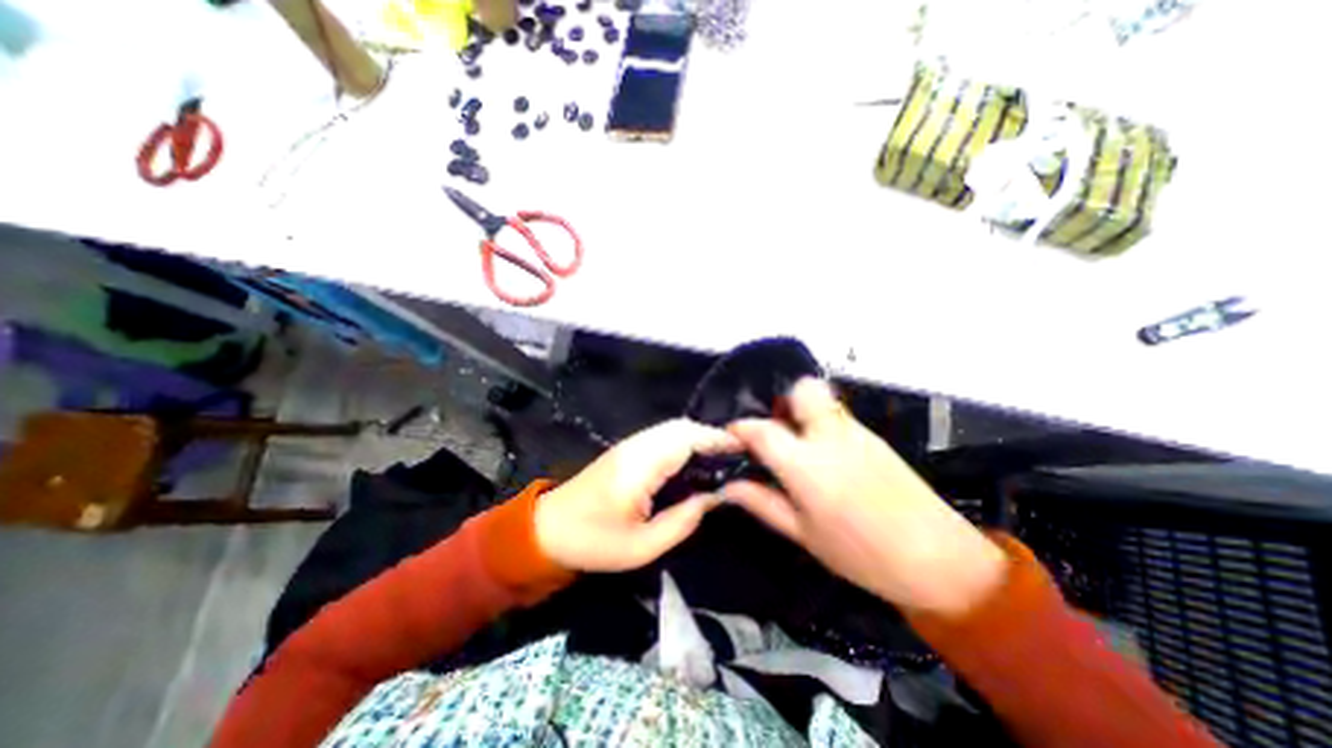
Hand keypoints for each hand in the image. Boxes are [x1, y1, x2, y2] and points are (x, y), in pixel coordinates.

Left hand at [531, 420, 738, 571]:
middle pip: (681, 427)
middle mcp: (637, 446)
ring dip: (700, 437)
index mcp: (640, 466)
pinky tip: (696, 459)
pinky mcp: (627, 449)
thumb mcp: (642, 546)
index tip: (745, 449)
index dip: (717, 439)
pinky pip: (664, 436)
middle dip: (712, 435)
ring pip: (673, 428)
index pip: (686, 439)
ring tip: (723, 457)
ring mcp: (630, 444)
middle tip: (738, 456)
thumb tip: (715, 497)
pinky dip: (685, 441)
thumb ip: (683, 521)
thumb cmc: (593, 541)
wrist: (547, 528)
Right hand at [726, 377, 997, 614]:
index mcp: (807, 466)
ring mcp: (856, 432)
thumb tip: (728, 486)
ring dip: (802, 412)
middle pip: (802, 390)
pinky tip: (824, 455)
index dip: (740, 429)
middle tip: (775, 431)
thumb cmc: (863, 556)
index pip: (763, 431)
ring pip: (822, 399)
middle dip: (783, 402)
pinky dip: (822, 423)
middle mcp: (831, 437)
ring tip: (796, 444)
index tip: (732, 437)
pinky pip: (839, 416)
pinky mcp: (874, 436)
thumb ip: (763, 503)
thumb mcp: (804, 535)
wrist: (942, 562)